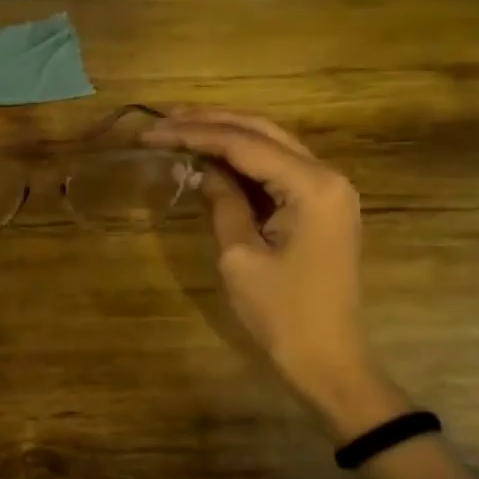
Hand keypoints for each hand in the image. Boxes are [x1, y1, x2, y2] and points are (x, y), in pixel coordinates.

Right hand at [145, 107, 408, 441]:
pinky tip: (209, 157)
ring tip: (179, 128)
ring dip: (225, 135)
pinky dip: (242, 161)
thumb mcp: (240, 256)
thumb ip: (223, 201)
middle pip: (262, 132)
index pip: (244, 144)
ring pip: (270, 145)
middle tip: (163, 118)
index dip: (194, 134)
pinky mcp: (320, 207)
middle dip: (210, 122)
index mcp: (312, 186)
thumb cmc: (282, 313)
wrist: (328, 359)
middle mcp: (327, 176)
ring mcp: (327, 190)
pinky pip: (277, 170)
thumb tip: (201, 168)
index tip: (150, 132)